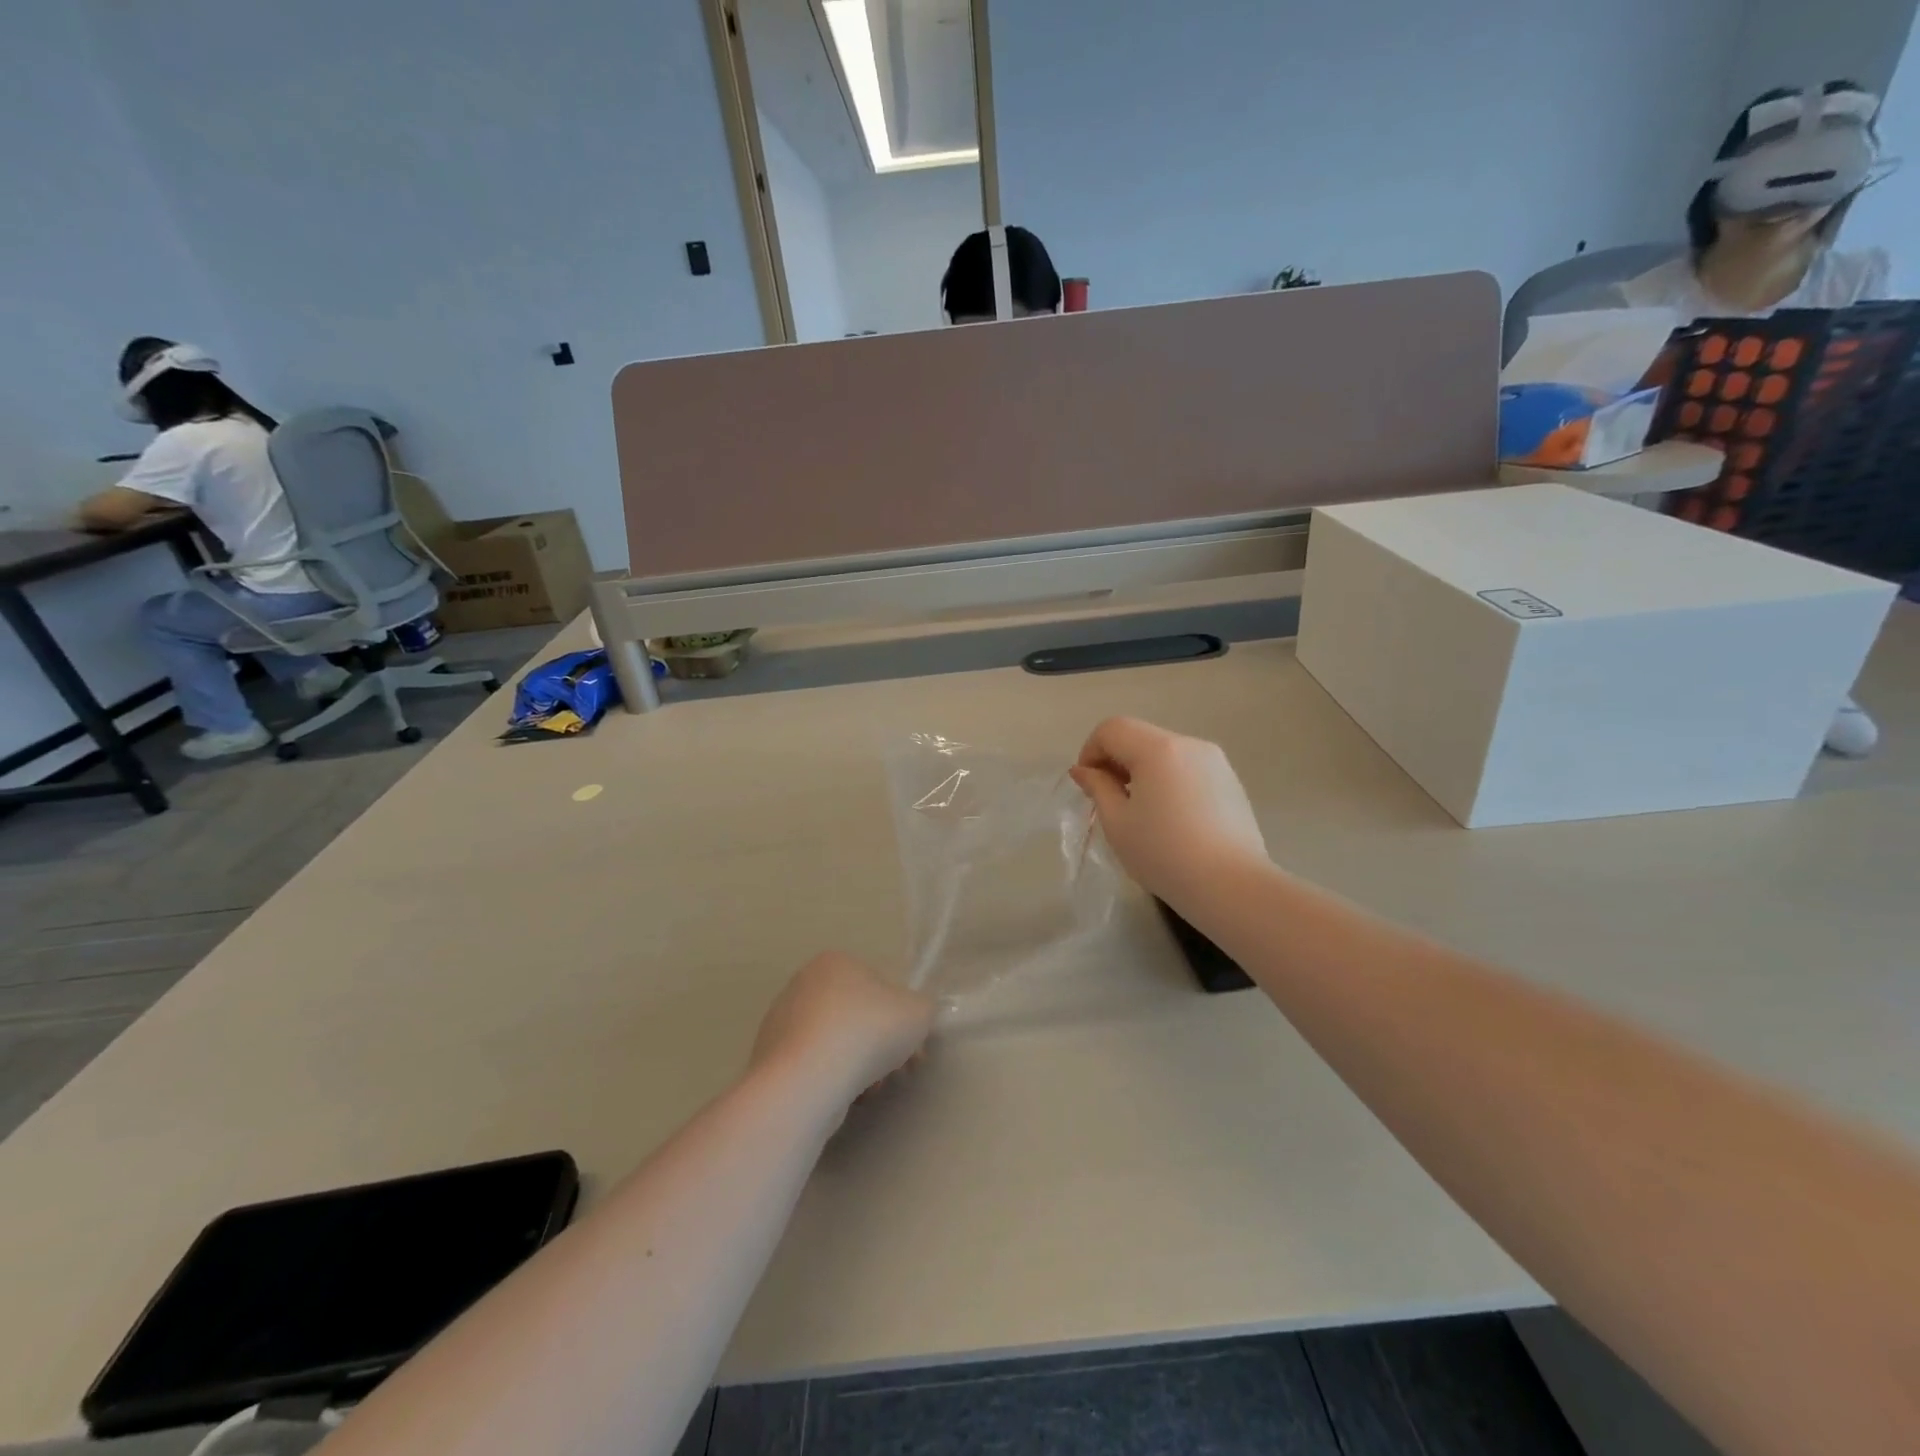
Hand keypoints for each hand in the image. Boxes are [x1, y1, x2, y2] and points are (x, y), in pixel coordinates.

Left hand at [751, 952, 934, 1103]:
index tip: (914, 1049)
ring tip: (870, 1090)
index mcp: (835, 962)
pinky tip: (841, 1098)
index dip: (902, 1019)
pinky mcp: (769, 1058)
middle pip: (856, 1016)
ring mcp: (780, 1022)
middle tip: (898, 1072)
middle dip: (880, 1045)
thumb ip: (922, 1008)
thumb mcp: (918, 1012)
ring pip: (835, 1043)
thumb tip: (913, 1016)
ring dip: (858, 1065)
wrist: (806, 1081)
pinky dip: (830, 1080)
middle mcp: (803, 984)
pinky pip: (812, 1066)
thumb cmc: (866, 1033)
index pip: (878, 987)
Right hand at [1068, 717, 1268, 909]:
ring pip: (1165, 752)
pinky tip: (1172, 819)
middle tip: (1109, 800)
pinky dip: (1169, 781)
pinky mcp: (1231, 781)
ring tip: (1141, 811)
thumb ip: (1097, 787)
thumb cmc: (1164, 854)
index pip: (1112, 729)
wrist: (1231, 886)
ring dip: (1143, 771)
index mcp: (1158, 749)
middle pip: (1140, 737)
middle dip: (1116, 761)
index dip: (1090, 751)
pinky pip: (1188, 769)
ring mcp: (1215, 761)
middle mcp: (1189, 744)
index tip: (1088, 786)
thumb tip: (1083, 770)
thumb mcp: (1117, 822)